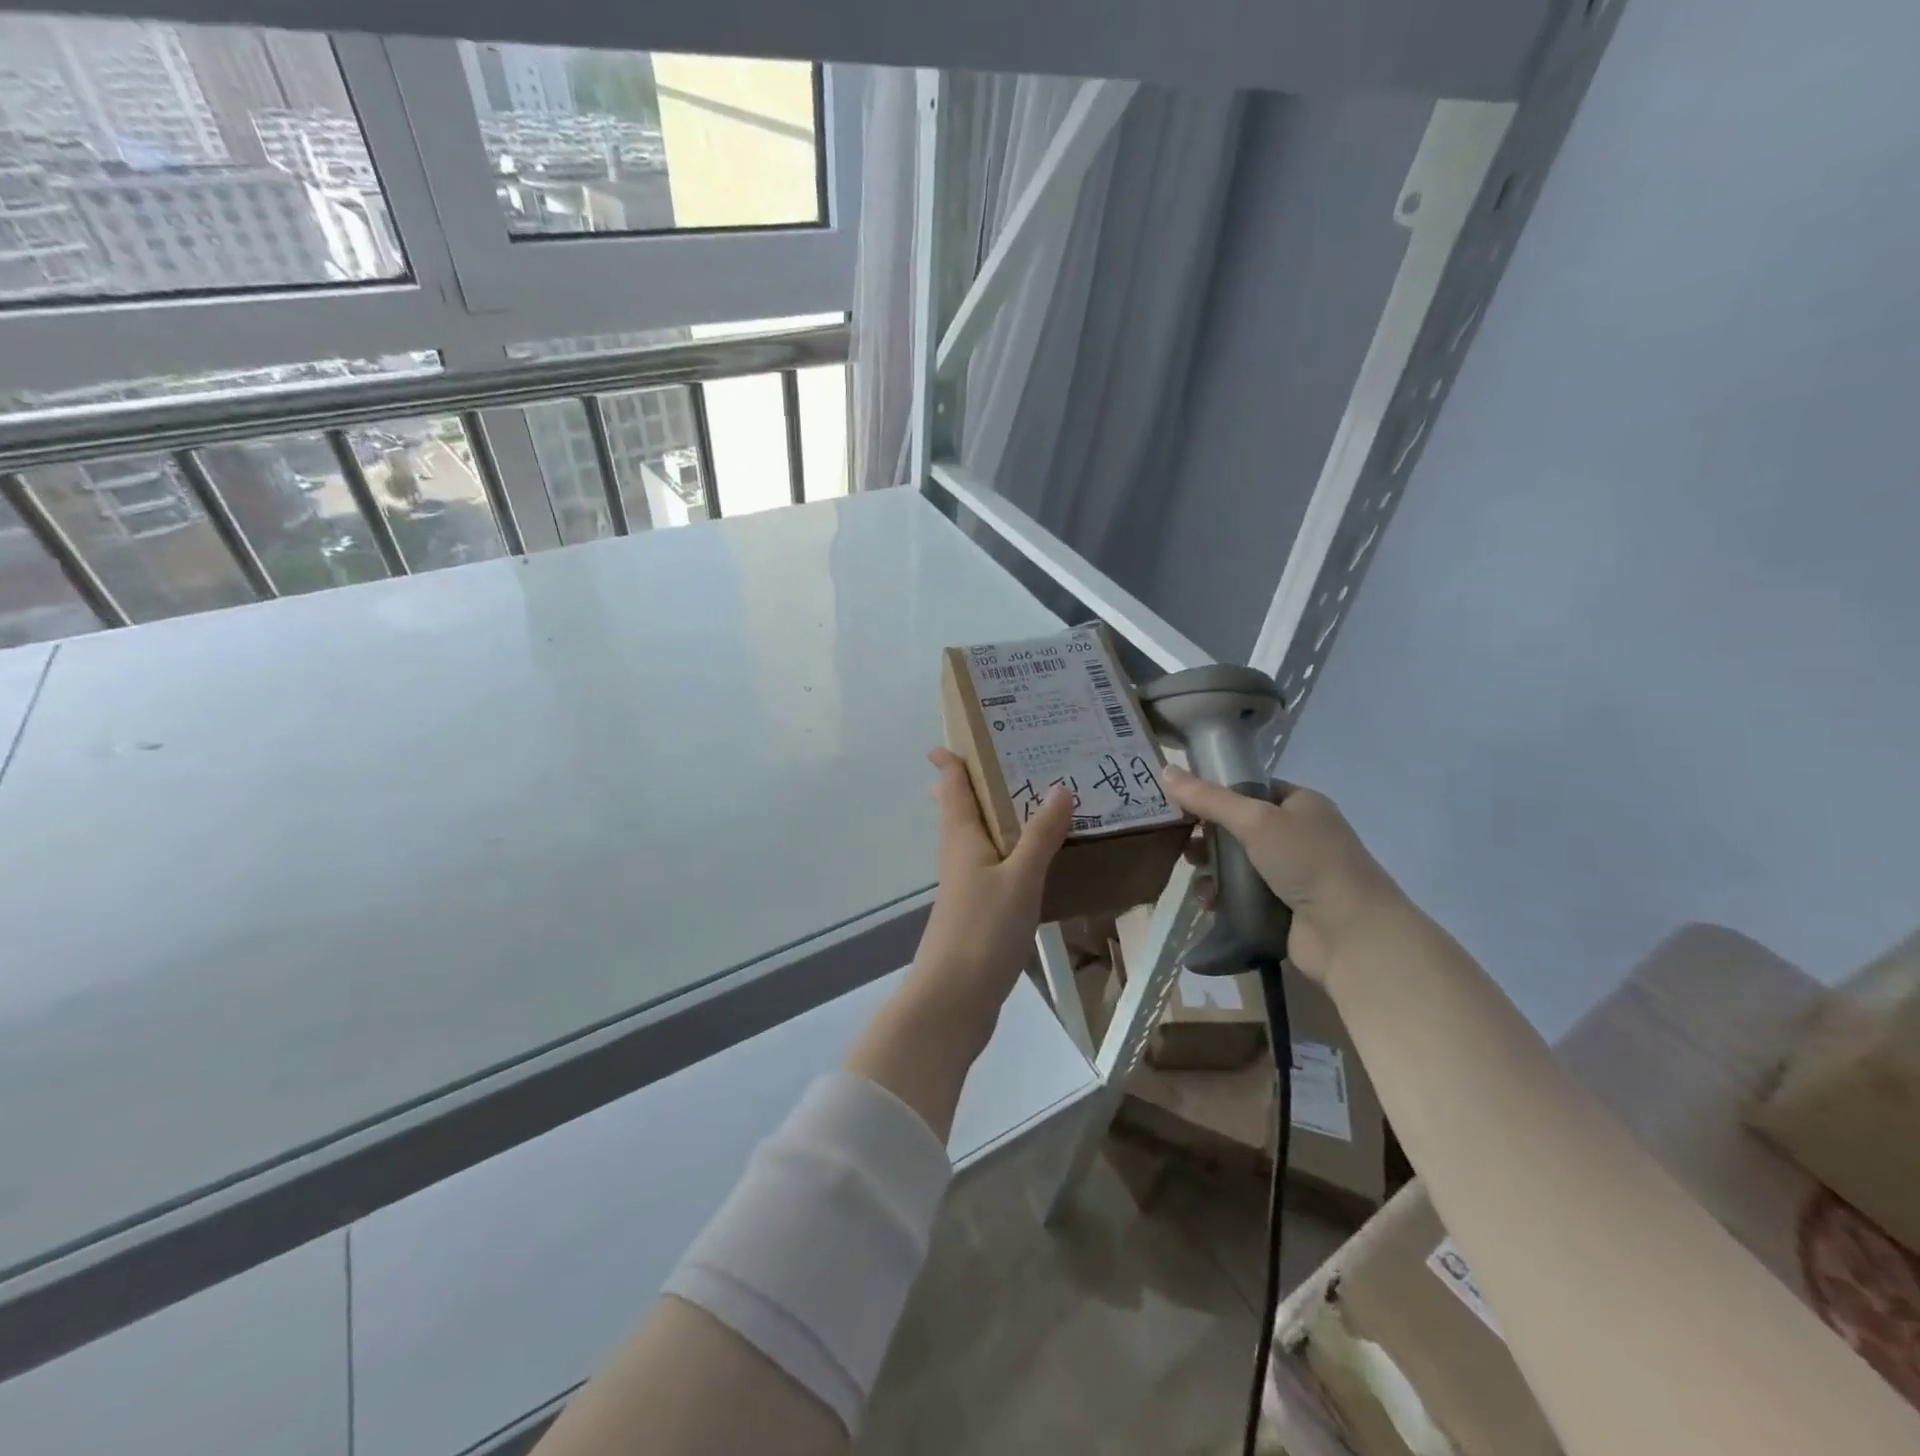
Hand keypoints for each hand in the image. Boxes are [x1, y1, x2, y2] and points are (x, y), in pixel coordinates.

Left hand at [907, 747, 1073, 1039]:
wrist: (954, 998)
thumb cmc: (983, 929)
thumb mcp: (1020, 877)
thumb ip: (1041, 834)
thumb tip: (1060, 787)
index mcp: (961, 837)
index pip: (952, 786)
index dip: (950, 760)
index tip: (955, 736)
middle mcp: (958, 854)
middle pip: (959, 810)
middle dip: (972, 785)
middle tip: (1002, 759)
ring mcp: (965, 885)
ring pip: (977, 838)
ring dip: (994, 816)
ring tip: (1025, 800)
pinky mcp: (977, 910)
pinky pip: (992, 865)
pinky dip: (1009, 850)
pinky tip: (1031, 858)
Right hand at [1160, 765, 1400, 985]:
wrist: (1351, 934)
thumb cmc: (1307, 862)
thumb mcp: (1255, 820)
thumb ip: (1209, 798)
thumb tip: (1166, 770)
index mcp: (1301, 804)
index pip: (1250, 789)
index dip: (1216, 793)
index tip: (1181, 803)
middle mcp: (1298, 835)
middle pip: (1239, 828)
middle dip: (1208, 836)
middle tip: (1184, 843)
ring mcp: (1292, 874)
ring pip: (1237, 863)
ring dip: (1212, 869)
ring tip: (1196, 877)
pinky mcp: (1283, 908)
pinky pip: (1242, 894)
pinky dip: (1223, 896)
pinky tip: (1209, 901)